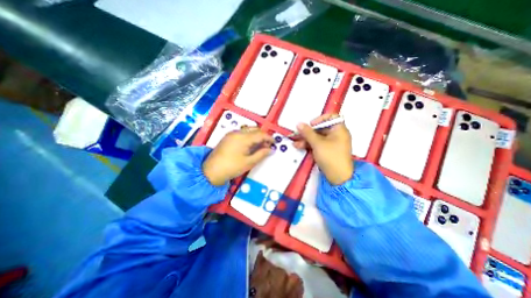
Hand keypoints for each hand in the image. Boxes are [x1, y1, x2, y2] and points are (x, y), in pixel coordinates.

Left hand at [202, 127, 273, 186]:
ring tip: (259, 145)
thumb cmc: (232, 167)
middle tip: (267, 145)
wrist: (211, 171)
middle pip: (254, 129)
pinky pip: (242, 132)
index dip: (269, 138)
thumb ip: (261, 154)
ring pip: (248, 130)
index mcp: (243, 138)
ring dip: (256, 135)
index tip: (274, 143)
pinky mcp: (227, 137)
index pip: (260, 134)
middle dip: (263, 135)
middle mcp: (237, 132)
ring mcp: (231, 134)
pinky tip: (250, 144)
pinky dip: (249, 136)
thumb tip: (271, 149)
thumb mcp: (249, 162)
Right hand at [295, 113, 350, 184]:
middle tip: (298, 134)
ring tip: (296, 143)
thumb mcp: (317, 143)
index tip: (311, 124)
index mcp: (339, 129)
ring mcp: (332, 143)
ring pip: (318, 137)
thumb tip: (299, 124)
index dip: (320, 119)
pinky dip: (309, 145)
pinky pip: (318, 144)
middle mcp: (337, 135)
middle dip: (308, 132)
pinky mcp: (327, 151)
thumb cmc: (330, 157)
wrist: (338, 177)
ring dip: (306, 139)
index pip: (331, 117)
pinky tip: (299, 146)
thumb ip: (307, 133)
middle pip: (321, 128)